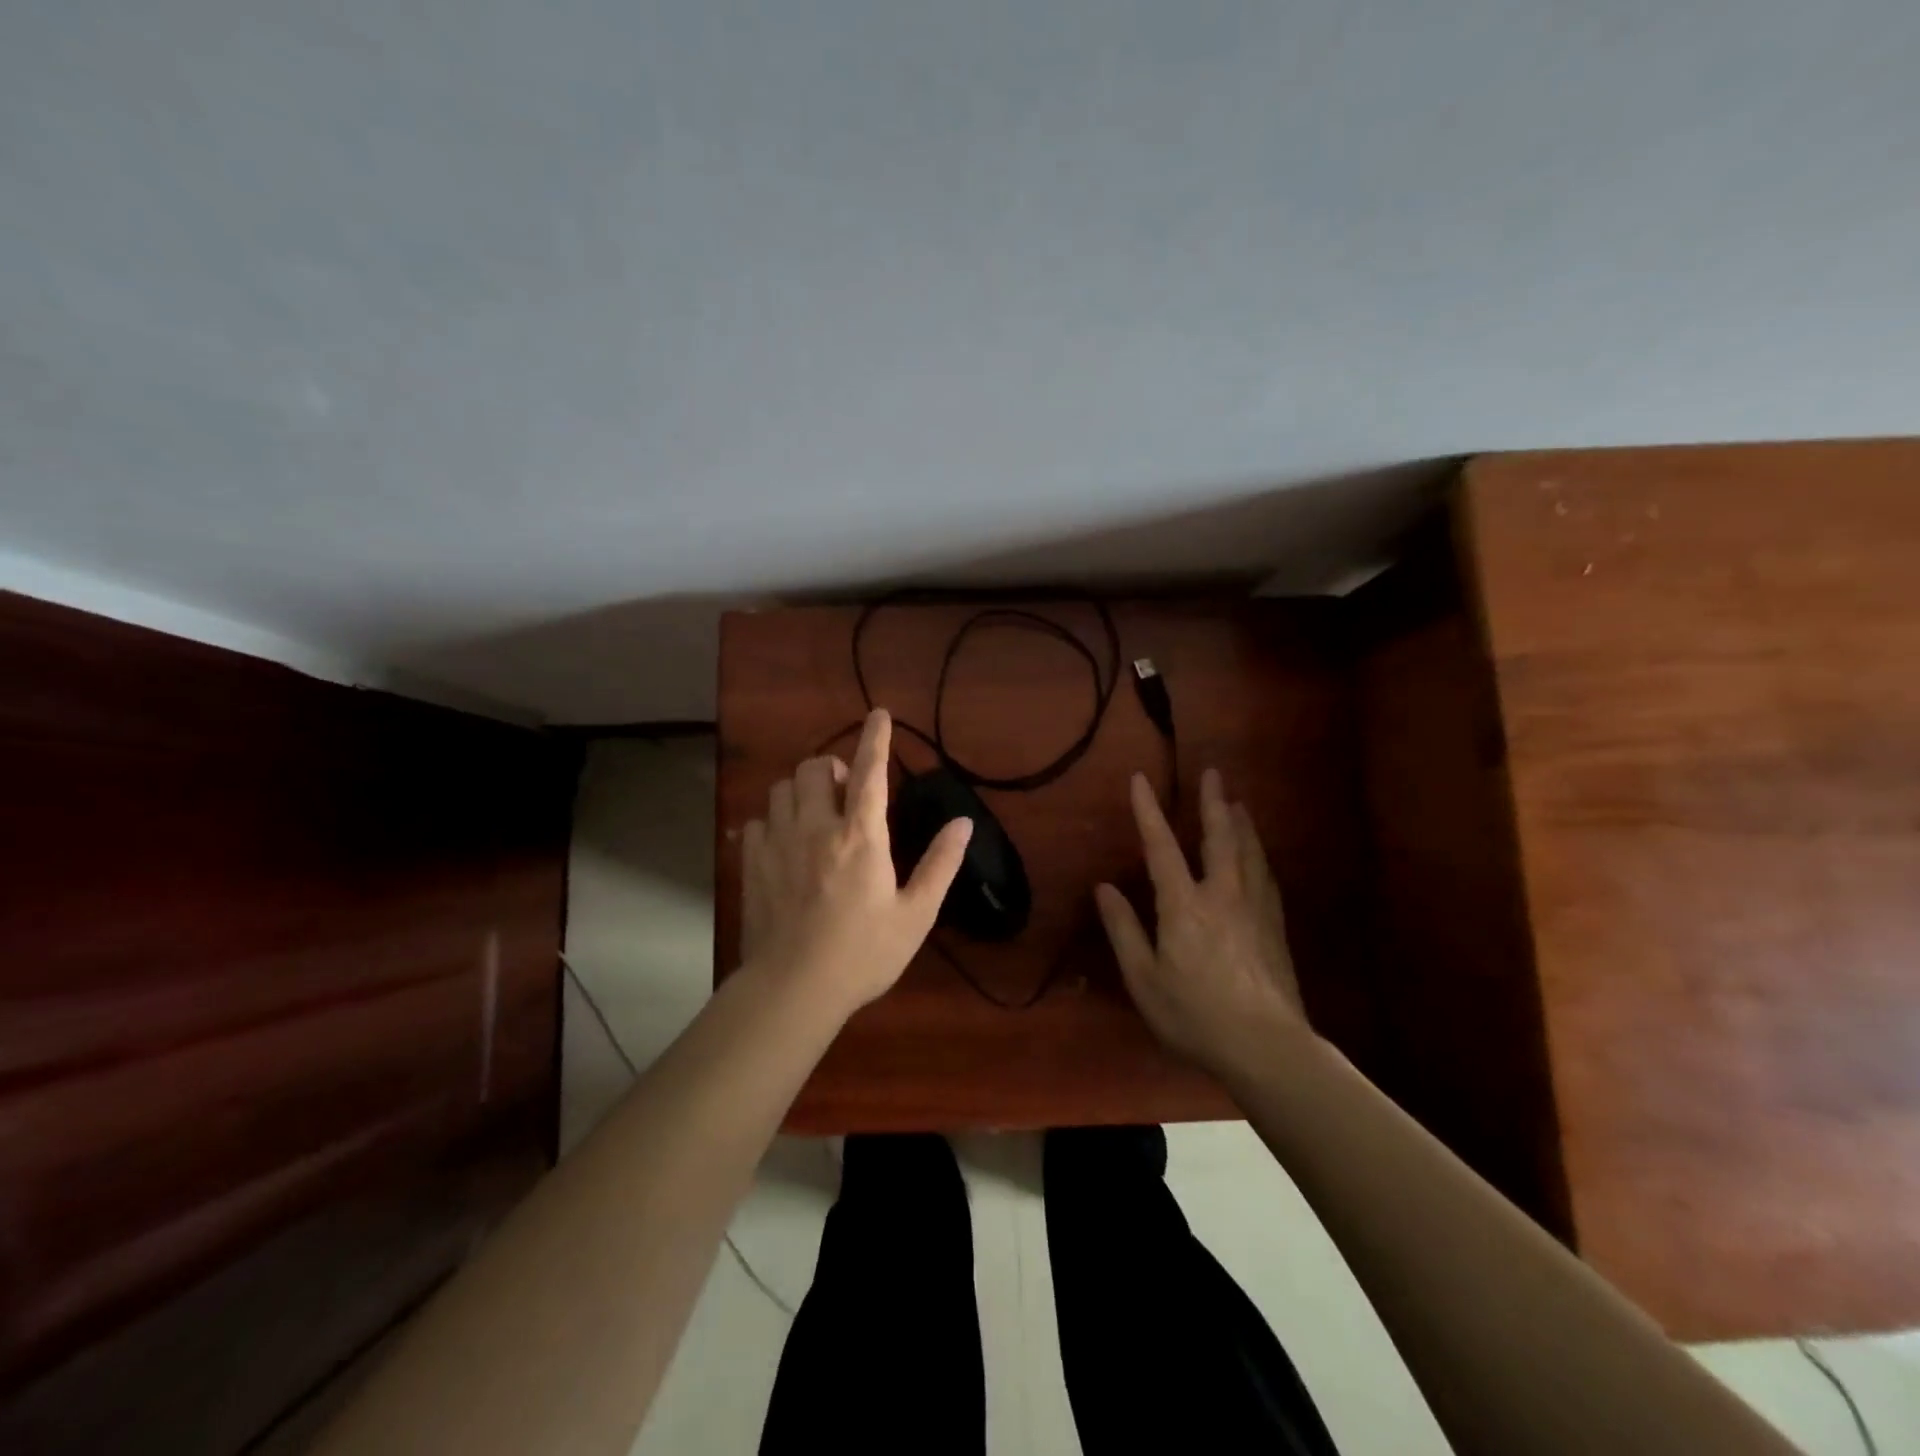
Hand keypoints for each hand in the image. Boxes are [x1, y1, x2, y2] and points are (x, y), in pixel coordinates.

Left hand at [741, 709, 972, 1014]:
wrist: (793, 989)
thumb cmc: (863, 954)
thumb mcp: (915, 914)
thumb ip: (940, 864)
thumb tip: (963, 823)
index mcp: (861, 836)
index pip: (870, 771)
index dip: (876, 738)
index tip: (879, 714)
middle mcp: (816, 827)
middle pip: (815, 768)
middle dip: (832, 767)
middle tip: (847, 792)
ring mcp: (778, 843)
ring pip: (782, 788)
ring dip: (801, 790)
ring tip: (816, 813)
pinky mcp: (751, 863)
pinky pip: (756, 821)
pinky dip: (772, 821)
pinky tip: (784, 843)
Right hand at [1094, 767, 1306, 1075]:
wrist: (1267, 1047)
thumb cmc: (1195, 1016)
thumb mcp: (1144, 980)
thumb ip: (1124, 930)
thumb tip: (1104, 888)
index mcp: (1184, 906)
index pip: (1161, 848)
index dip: (1148, 811)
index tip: (1140, 779)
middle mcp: (1222, 896)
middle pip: (1218, 838)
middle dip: (1213, 803)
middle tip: (1214, 773)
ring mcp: (1254, 909)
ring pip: (1249, 853)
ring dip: (1241, 824)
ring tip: (1238, 803)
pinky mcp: (1275, 928)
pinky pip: (1265, 878)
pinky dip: (1258, 856)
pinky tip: (1259, 856)